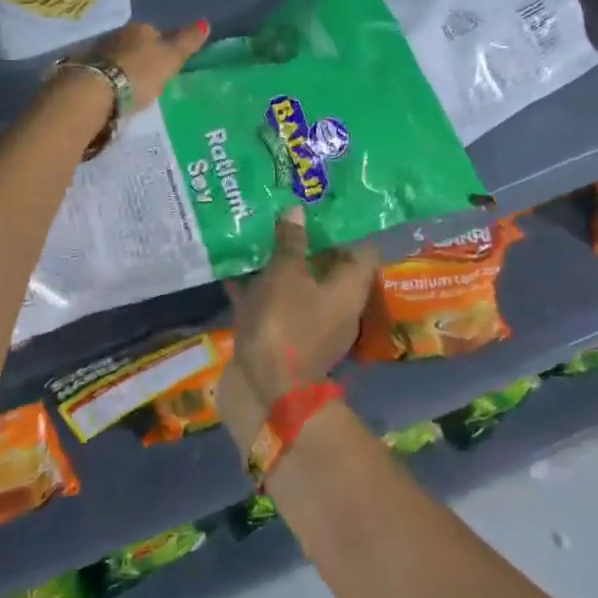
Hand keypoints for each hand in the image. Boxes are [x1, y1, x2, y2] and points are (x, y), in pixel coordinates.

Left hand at [92, 19, 209, 108]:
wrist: (94, 91)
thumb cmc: (140, 73)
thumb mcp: (170, 59)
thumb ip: (187, 42)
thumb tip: (205, 23)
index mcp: (141, 28)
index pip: (158, 33)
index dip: (165, 47)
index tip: (168, 63)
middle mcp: (118, 33)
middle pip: (136, 43)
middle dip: (142, 56)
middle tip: (151, 76)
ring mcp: (98, 50)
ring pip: (118, 55)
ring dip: (124, 66)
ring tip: (132, 85)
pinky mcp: (83, 68)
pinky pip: (103, 70)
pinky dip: (109, 77)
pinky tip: (113, 89)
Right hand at [224, 208, 379, 408]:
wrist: (265, 394)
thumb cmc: (285, 326)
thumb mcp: (286, 276)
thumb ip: (291, 242)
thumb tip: (298, 210)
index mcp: (349, 290)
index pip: (362, 250)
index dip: (348, 226)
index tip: (328, 204)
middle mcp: (337, 307)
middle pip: (328, 266)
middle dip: (308, 239)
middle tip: (287, 209)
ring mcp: (310, 324)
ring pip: (299, 283)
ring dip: (282, 262)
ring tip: (260, 231)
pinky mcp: (284, 337)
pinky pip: (275, 302)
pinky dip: (259, 287)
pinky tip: (235, 268)